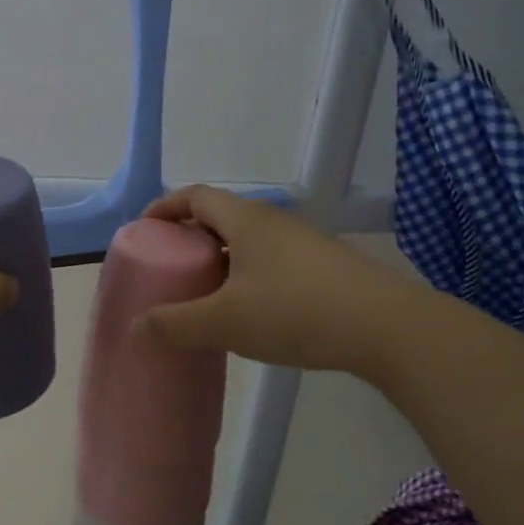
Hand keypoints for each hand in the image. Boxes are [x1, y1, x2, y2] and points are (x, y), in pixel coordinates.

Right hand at [136, 185, 421, 377]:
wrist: (387, 328)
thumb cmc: (295, 311)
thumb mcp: (225, 321)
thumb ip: (175, 324)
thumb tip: (136, 328)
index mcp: (244, 220)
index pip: (195, 196)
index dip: (165, 208)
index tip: (145, 231)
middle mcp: (273, 221)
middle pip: (220, 217)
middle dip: (190, 238)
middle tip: (170, 269)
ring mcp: (303, 244)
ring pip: (248, 242)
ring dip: (220, 261)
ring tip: (205, 295)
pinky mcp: (324, 268)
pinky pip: (271, 262)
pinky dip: (248, 277)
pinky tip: (250, 313)